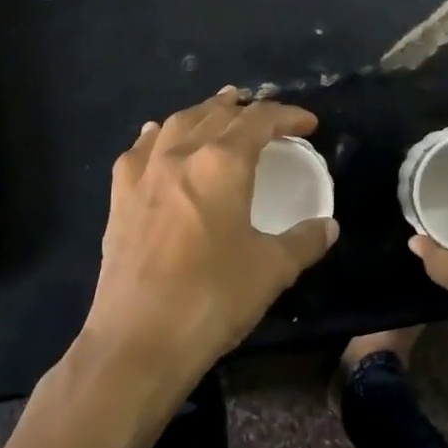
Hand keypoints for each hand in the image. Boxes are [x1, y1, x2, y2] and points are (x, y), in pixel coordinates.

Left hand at [0, 89, 336, 447]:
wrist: (140, 339)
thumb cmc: (214, 297)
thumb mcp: (272, 269)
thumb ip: (304, 241)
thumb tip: (328, 226)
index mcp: (222, 162)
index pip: (260, 121)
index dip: (287, 115)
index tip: (308, 123)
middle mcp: (180, 154)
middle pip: (216, 114)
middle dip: (245, 108)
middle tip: (265, 113)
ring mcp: (144, 173)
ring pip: (176, 123)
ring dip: (203, 113)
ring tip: (219, 112)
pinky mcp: (119, 198)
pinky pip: (140, 150)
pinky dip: (159, 136)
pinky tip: (160, 138)